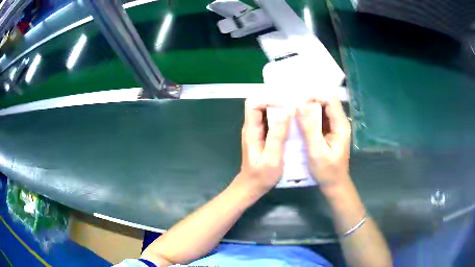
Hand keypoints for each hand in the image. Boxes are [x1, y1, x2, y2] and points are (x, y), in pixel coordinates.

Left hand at [233, 99, 290, 195]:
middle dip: (276, 101)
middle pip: (259, 104)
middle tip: (293, 104)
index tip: (286, 104)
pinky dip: (281, 117)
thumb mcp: (272, 158)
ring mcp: (257, 131)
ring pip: (266, 111)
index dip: (268, 100)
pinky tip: (293, 122)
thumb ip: (277, 135)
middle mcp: (252, 127)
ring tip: (296, 110)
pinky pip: (270, 120)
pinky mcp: (263, 135)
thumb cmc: (261, 176)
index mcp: (251, 130)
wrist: (253, 186)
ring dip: (279, 108)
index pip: (253, 104)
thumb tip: (286, 110)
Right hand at [296, 95, 351, 192]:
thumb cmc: (327, 171)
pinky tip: (297, 116)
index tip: (297, 96)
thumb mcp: (317, 151)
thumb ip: (309, 128)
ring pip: (321, 109)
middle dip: (309, 99)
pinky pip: (318, 118)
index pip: (330, 99)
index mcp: (340, 125)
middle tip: (291, 99)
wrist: (334, 184)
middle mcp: (339, 122)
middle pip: (325, 102)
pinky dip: (308, 115)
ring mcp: (334, 126)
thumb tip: (300, 105)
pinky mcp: (328, 131)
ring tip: (291, 105)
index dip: (314, 95)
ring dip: (308, 106)